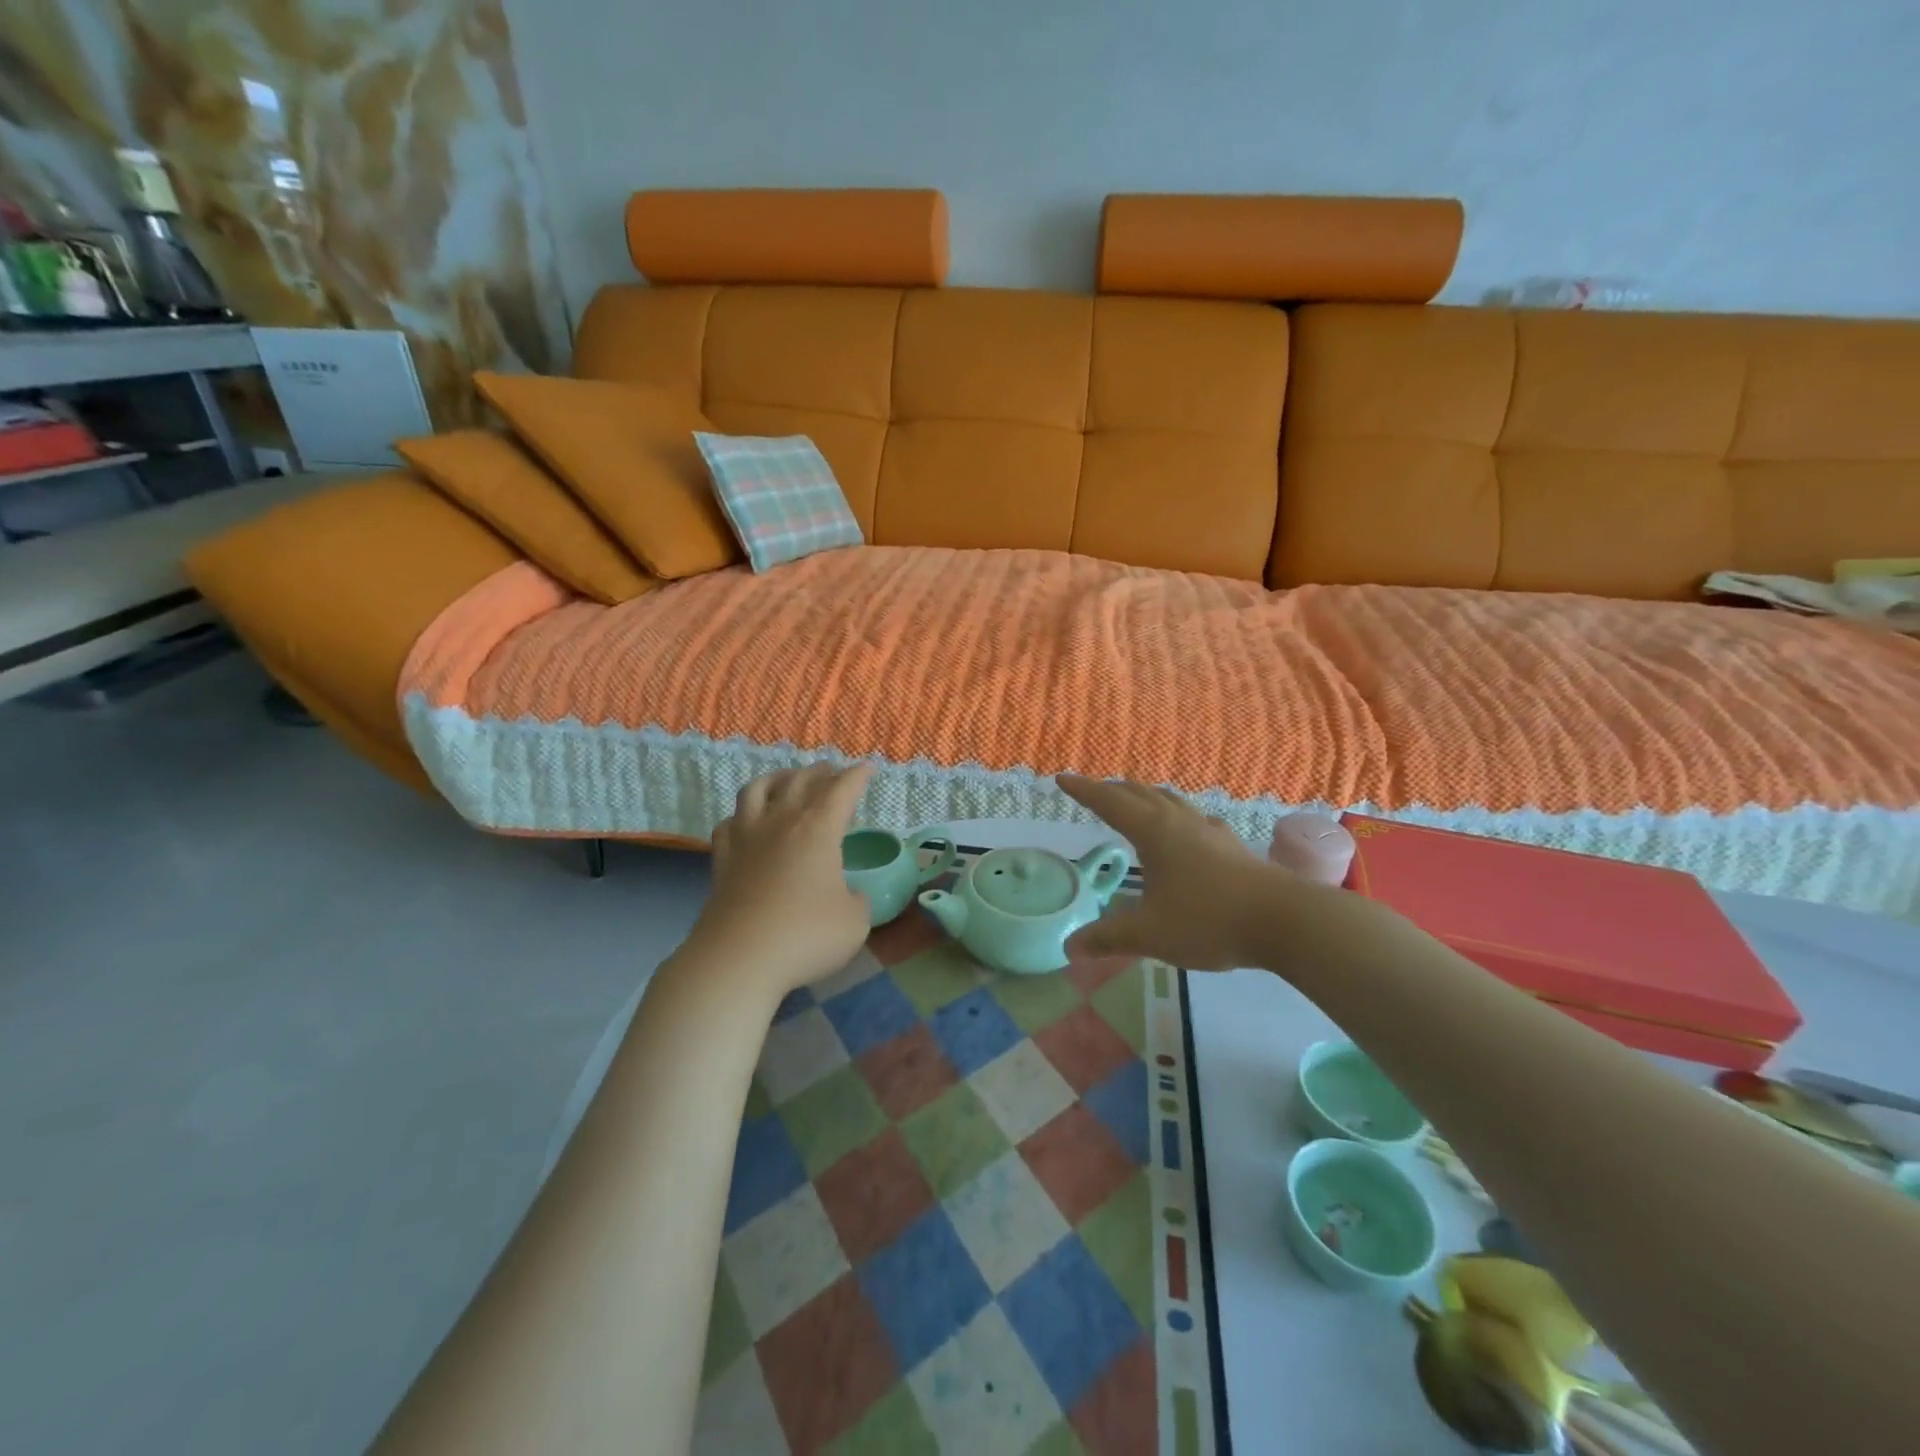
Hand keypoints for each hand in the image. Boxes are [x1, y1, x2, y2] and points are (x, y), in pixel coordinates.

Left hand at [690, 763, 874, 996]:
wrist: (738, 959)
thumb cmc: (806, 936)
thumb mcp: (854, 922)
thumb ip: (858, 901)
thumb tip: (850, 895)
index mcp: (819, 829)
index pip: (842, 789)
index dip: (858, 776)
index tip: (868, 768)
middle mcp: (781, 822)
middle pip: (800, 781)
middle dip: (821, 772)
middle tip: (833, 772)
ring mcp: (746, 838)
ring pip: (757, 790)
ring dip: (777, 779)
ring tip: (787, 781)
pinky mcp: (722, 859)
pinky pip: (729, 823)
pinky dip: (741, 815)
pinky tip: (746, 822)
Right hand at [1060, 775, 1302, 970]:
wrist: (1284, 921)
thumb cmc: (1208, 920)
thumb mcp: (1150, 934)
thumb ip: (1108, 938)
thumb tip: (1070, 947)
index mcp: (1154, 832)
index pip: (1110, 802)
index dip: (1084, 790)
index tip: (1062, 779)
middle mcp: (1179, 822)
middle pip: (1140, 794)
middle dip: (1113, 790)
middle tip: (1094, 792)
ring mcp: (1210, 832)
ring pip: (1170, 801)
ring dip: (1146, 797)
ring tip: (1135, 803)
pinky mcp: (1232, 847)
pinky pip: (1194, 819)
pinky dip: (1176, 816)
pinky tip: (1186, 832)